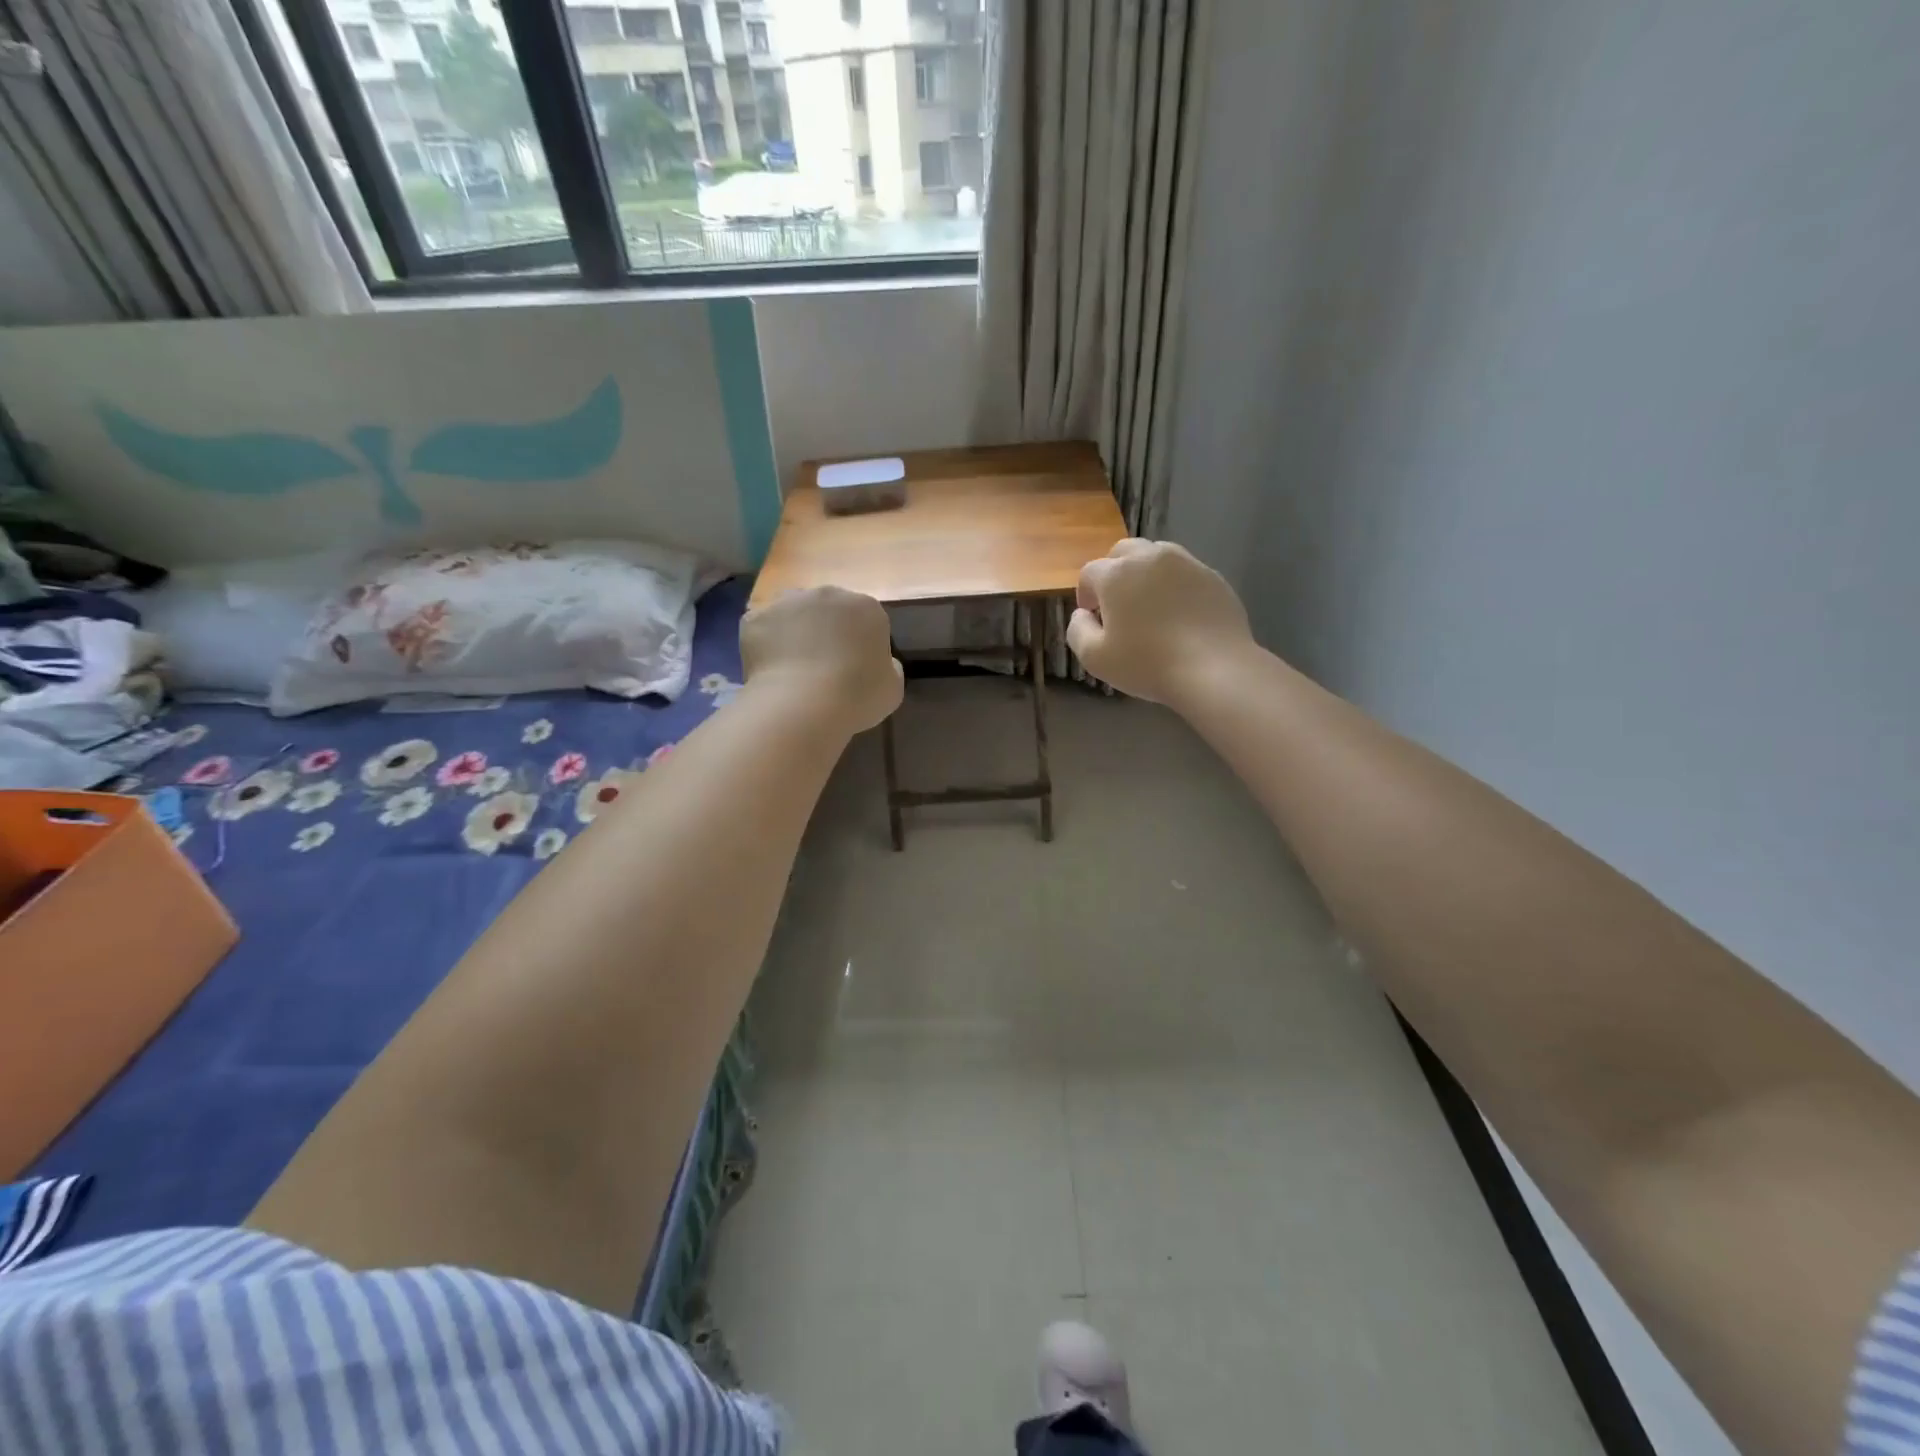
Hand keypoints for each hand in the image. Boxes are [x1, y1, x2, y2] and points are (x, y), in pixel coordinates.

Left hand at [740, 586, 902, 734]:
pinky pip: (762, 628)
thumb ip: (889, 667)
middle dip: (825, 631)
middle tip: (822, 667)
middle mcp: (826, 593)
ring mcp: (787, 602)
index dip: (859, 644)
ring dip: (794, 631)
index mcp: (865, 607)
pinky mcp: (755, 618)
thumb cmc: (857, 697)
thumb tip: (880, 663)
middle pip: (827, 610)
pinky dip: (765, 644)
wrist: (802, 705)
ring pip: (792, 613)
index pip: (864, 619)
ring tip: (792, 667)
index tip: (854, 670)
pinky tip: (770, 670)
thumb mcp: (893, 688)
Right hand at [1066, 540, 1254, 706]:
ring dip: (1146, 574)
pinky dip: (1176, 586)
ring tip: (1151, 606)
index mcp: (1116, 573)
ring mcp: (1186, 563)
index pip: (1090, 572)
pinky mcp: (1213, 577)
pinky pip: (1185, 573)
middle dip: (1115, 573)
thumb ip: (1077, 630)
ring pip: (1157, 557)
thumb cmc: (1147, 663)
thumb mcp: (1095, 658)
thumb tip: (1082, 615)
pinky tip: (1180, 615)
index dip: (1086, 593)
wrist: (1214, 669)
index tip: (1092, 616)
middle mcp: (1150, 557)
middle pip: (1123, 552)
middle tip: (1118, 604)